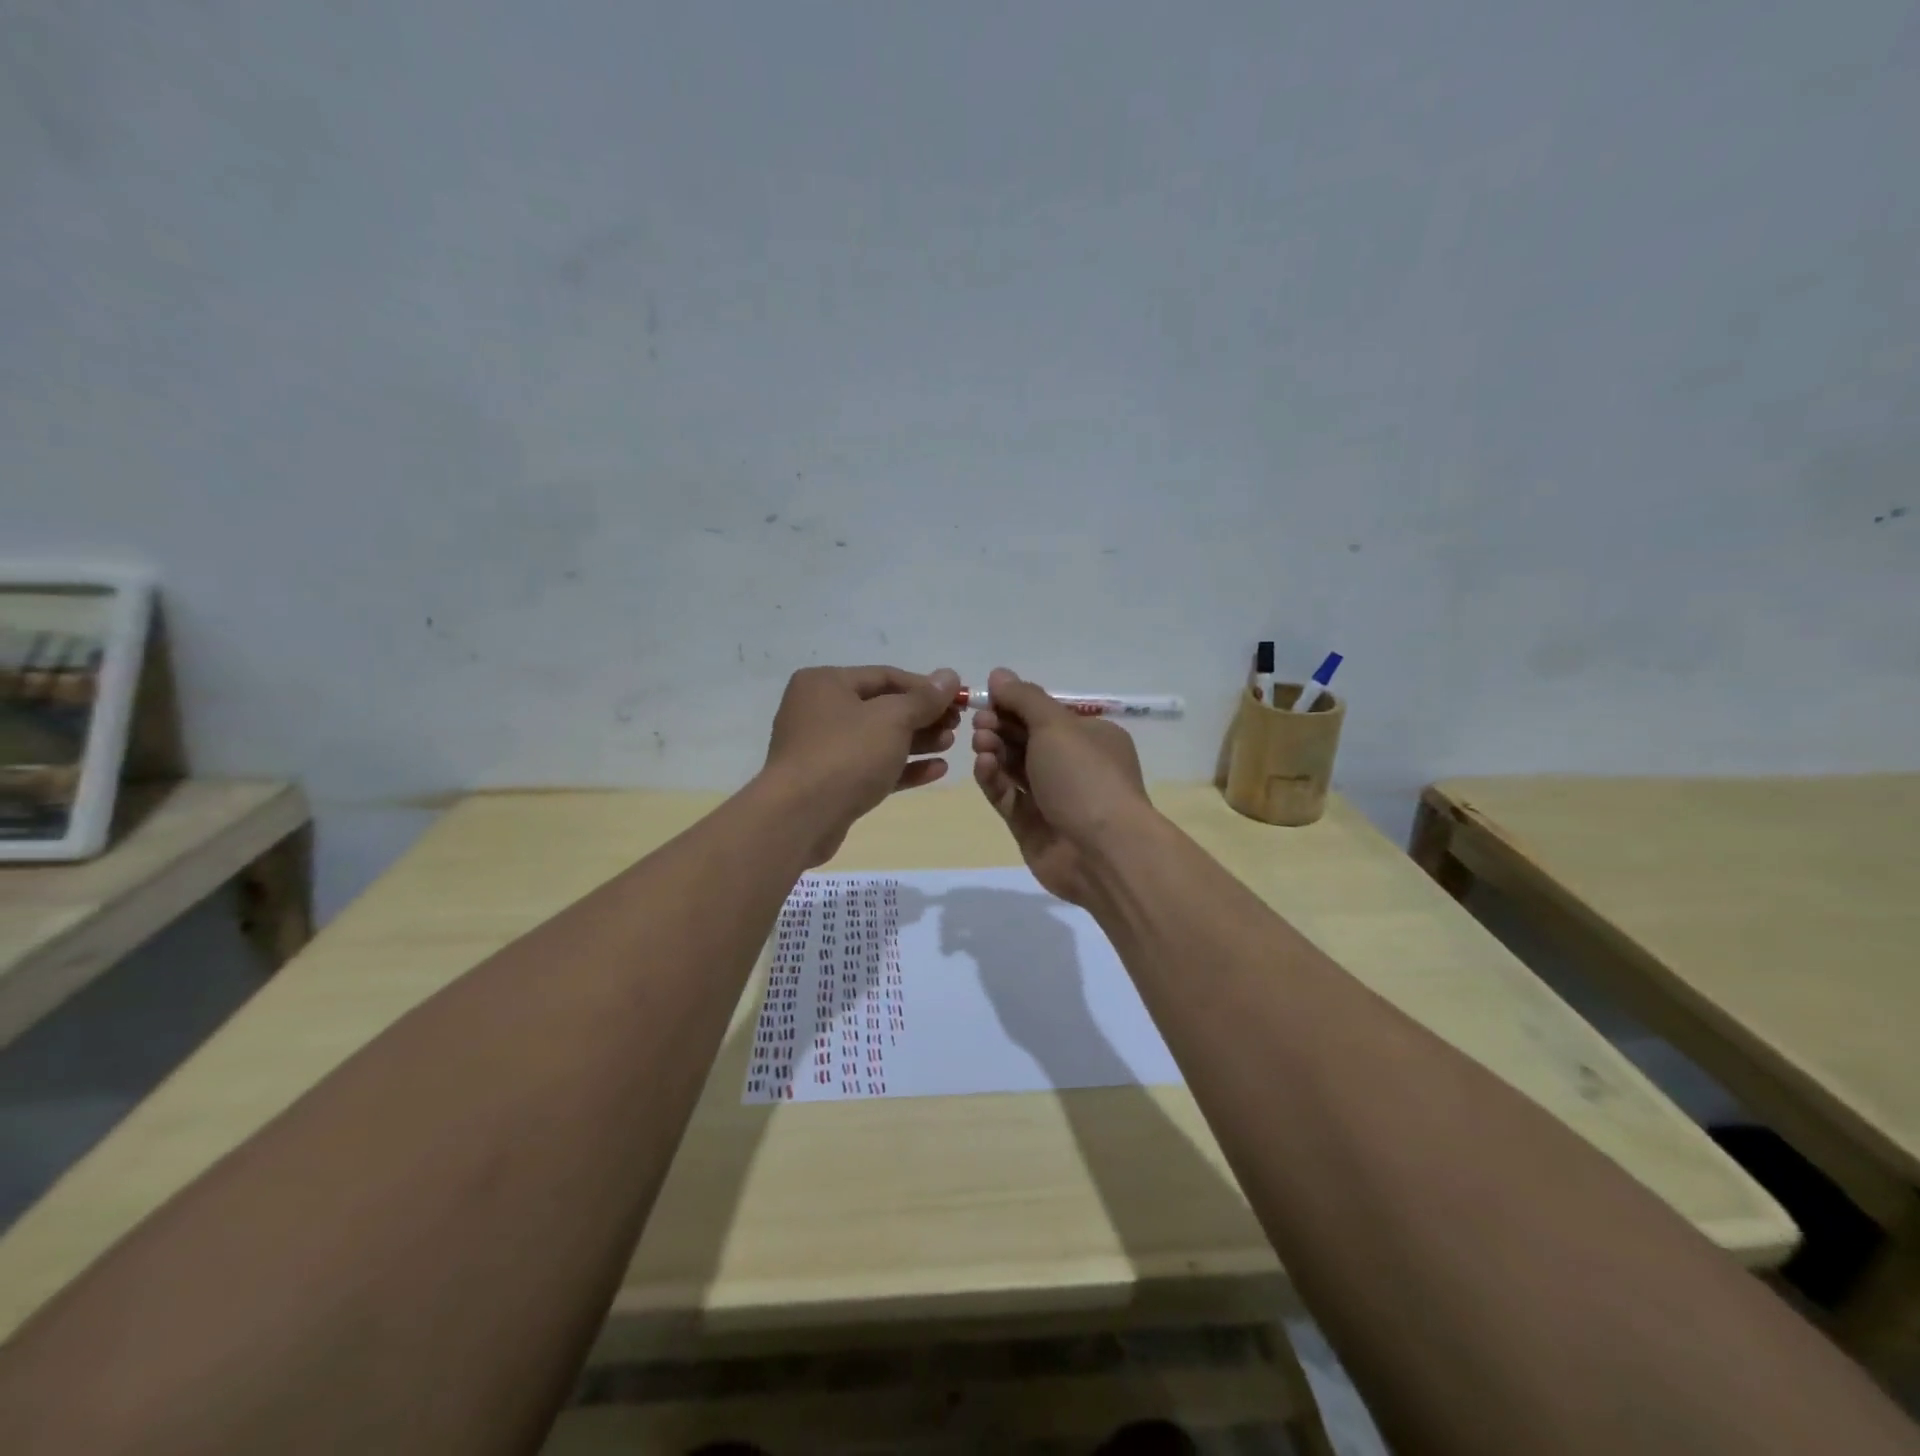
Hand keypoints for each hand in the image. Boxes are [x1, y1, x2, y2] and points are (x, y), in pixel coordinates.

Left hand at [762, 665, 961, 863]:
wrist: (800, 817)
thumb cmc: (846, 754)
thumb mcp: (892, 719)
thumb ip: (924, 698)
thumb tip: (950, 676)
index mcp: (825, 683)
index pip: (885, 676)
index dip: (925, 687)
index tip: (959, 699)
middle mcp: (819, 710)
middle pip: (882, 707)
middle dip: (923, 716)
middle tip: (957, 725)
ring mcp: (822, 749)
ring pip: (879, 739)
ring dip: (917, 741)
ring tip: (951, 745)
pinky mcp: (830, 783)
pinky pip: (872, 767)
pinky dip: (903, 767)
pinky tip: (937, 770)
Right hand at [970, 667, 1153, 904]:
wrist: (1102, 852)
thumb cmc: (1084, 777)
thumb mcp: (1056, 726)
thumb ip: (1024, 698)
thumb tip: (999, 674)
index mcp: (1091, 737)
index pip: (1046, 714)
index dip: (1014, 704)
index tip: (987, 698)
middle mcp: (1073, 766)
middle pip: (1026, 739)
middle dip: (1000, 727)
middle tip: (979, 722)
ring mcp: (1052, 798)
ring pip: (1014, 767)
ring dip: (994, 751)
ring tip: (980, 743)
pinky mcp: (1031, 825)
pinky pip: (1007, 796)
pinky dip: (994, 779)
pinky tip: (984, 766)